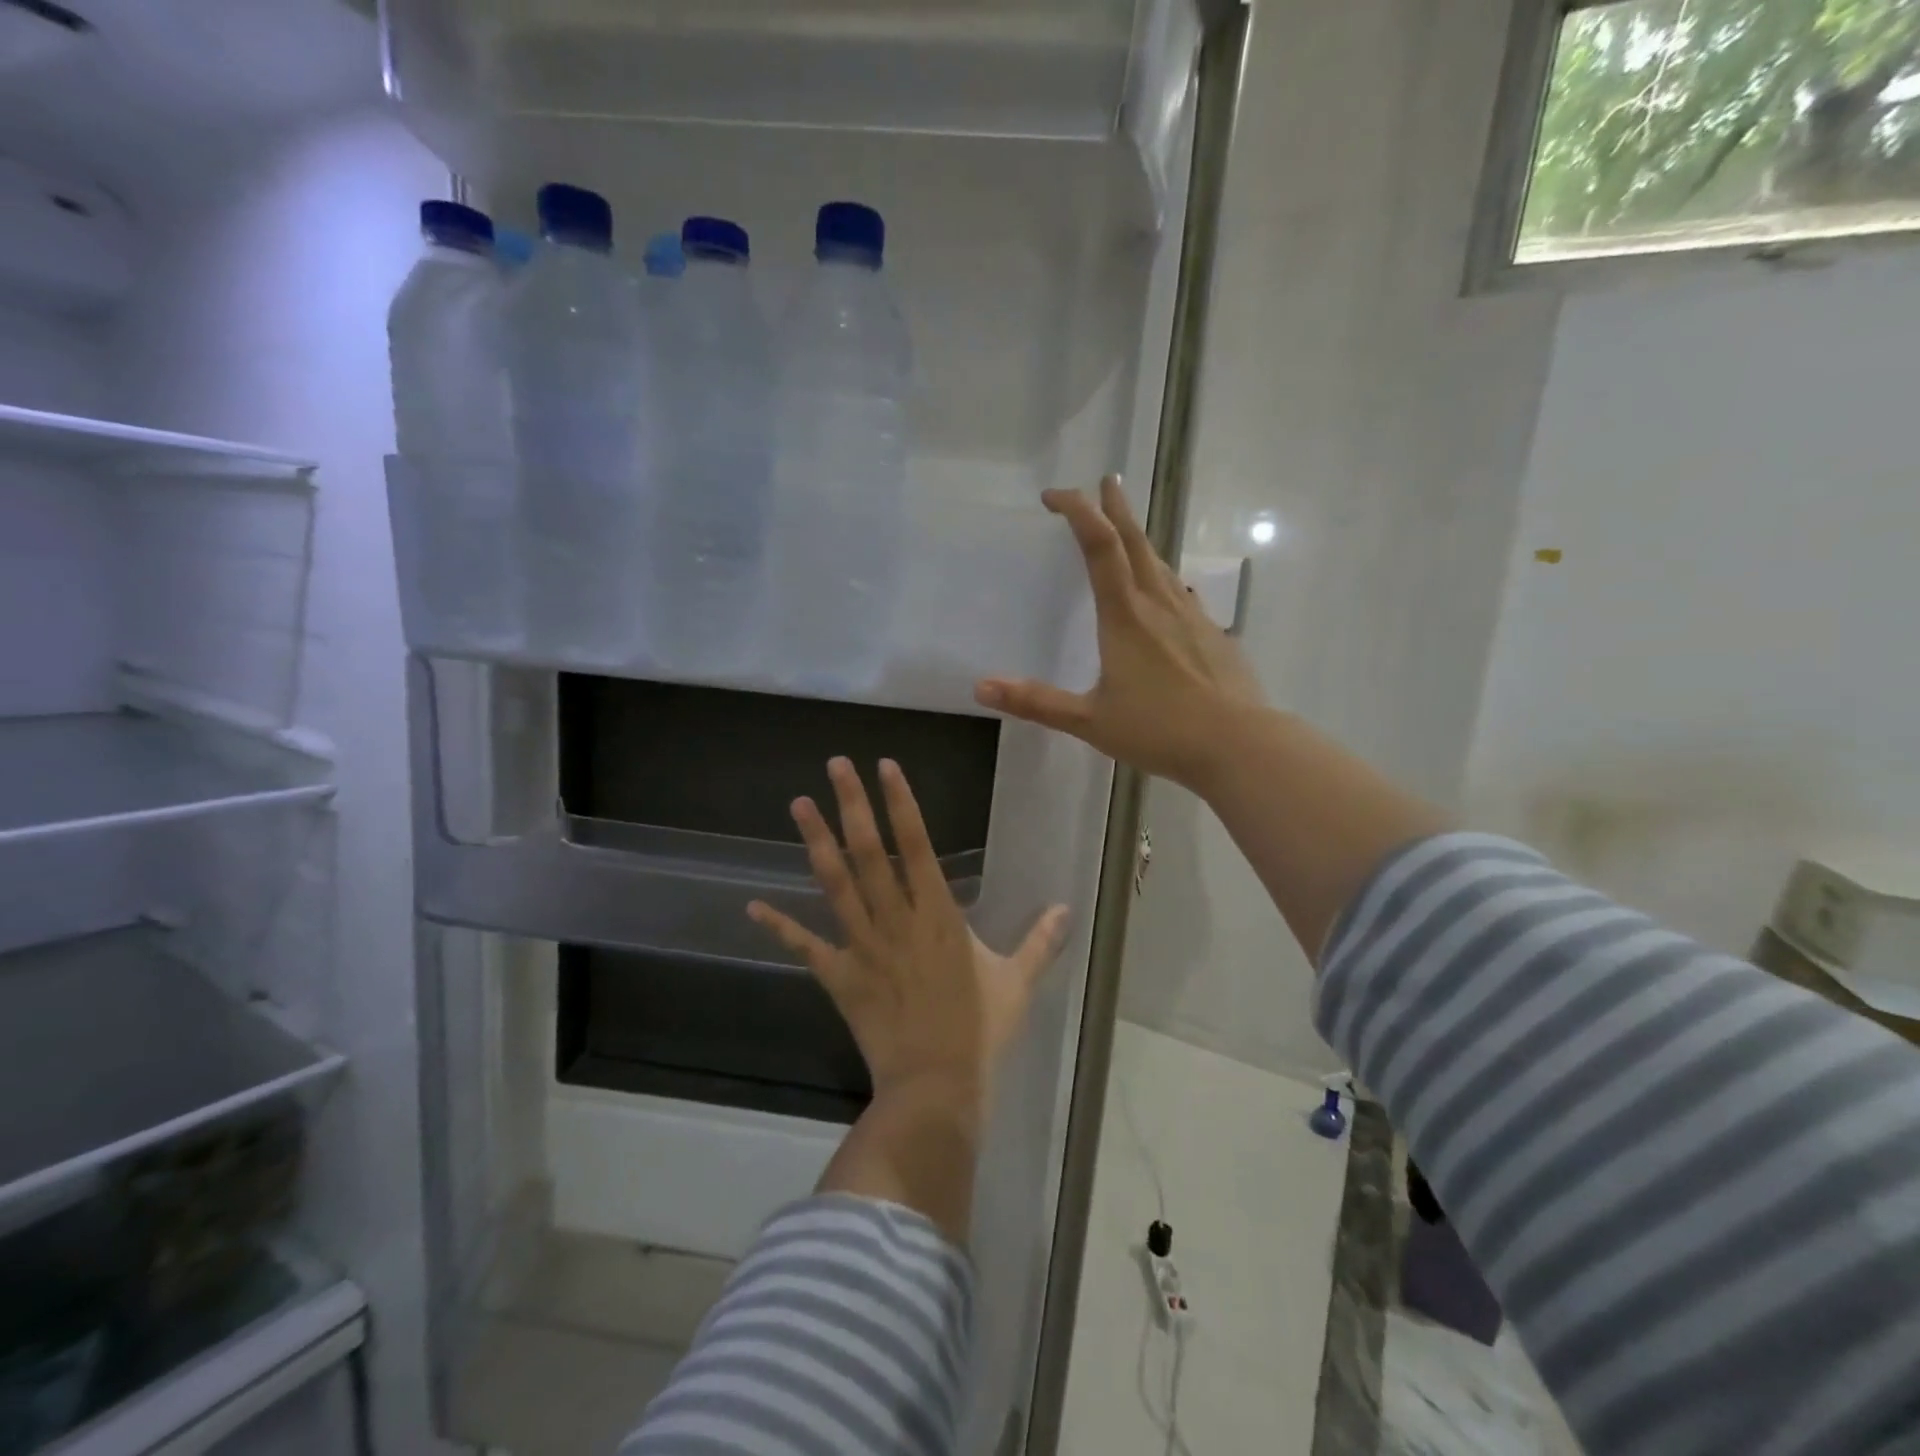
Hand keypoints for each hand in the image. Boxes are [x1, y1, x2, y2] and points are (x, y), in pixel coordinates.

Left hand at [748, 757, 1068, 1101]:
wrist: (936, 1085)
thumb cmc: (980, 1030)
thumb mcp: (1017, 982)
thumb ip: (1041, 942)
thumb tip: (1067, 909)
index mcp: (938, 913)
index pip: (917, 844)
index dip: (900, 802)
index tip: (884, 766)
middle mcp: (896, 918)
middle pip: (870, 851)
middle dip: (852, 804)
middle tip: (835, 765)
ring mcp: (863, 945)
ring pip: (836, 883)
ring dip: (816, 842)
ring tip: (799, 804)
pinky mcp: (840, 976)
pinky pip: (806, 946)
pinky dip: (780, 926)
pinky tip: (751, 907)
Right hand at [974, 474, 1263, 789]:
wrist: (1238, 745)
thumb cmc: (1160, 730)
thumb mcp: (1090, 721)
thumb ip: (1037, 703)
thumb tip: (981, 687)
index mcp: (1125, 616)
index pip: (1100, 546)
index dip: (1078, 512)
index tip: (1055, 495)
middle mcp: (1159, 605)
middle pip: (1136, 542)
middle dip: (1116, 509)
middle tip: (1106, 482)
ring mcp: (1193, 618)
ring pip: (1162, 565)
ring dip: (1141, 541)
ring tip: (1128, 532)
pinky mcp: (1215, 636)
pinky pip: (1182, 596)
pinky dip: (1165, 581)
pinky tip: (1169, 595)